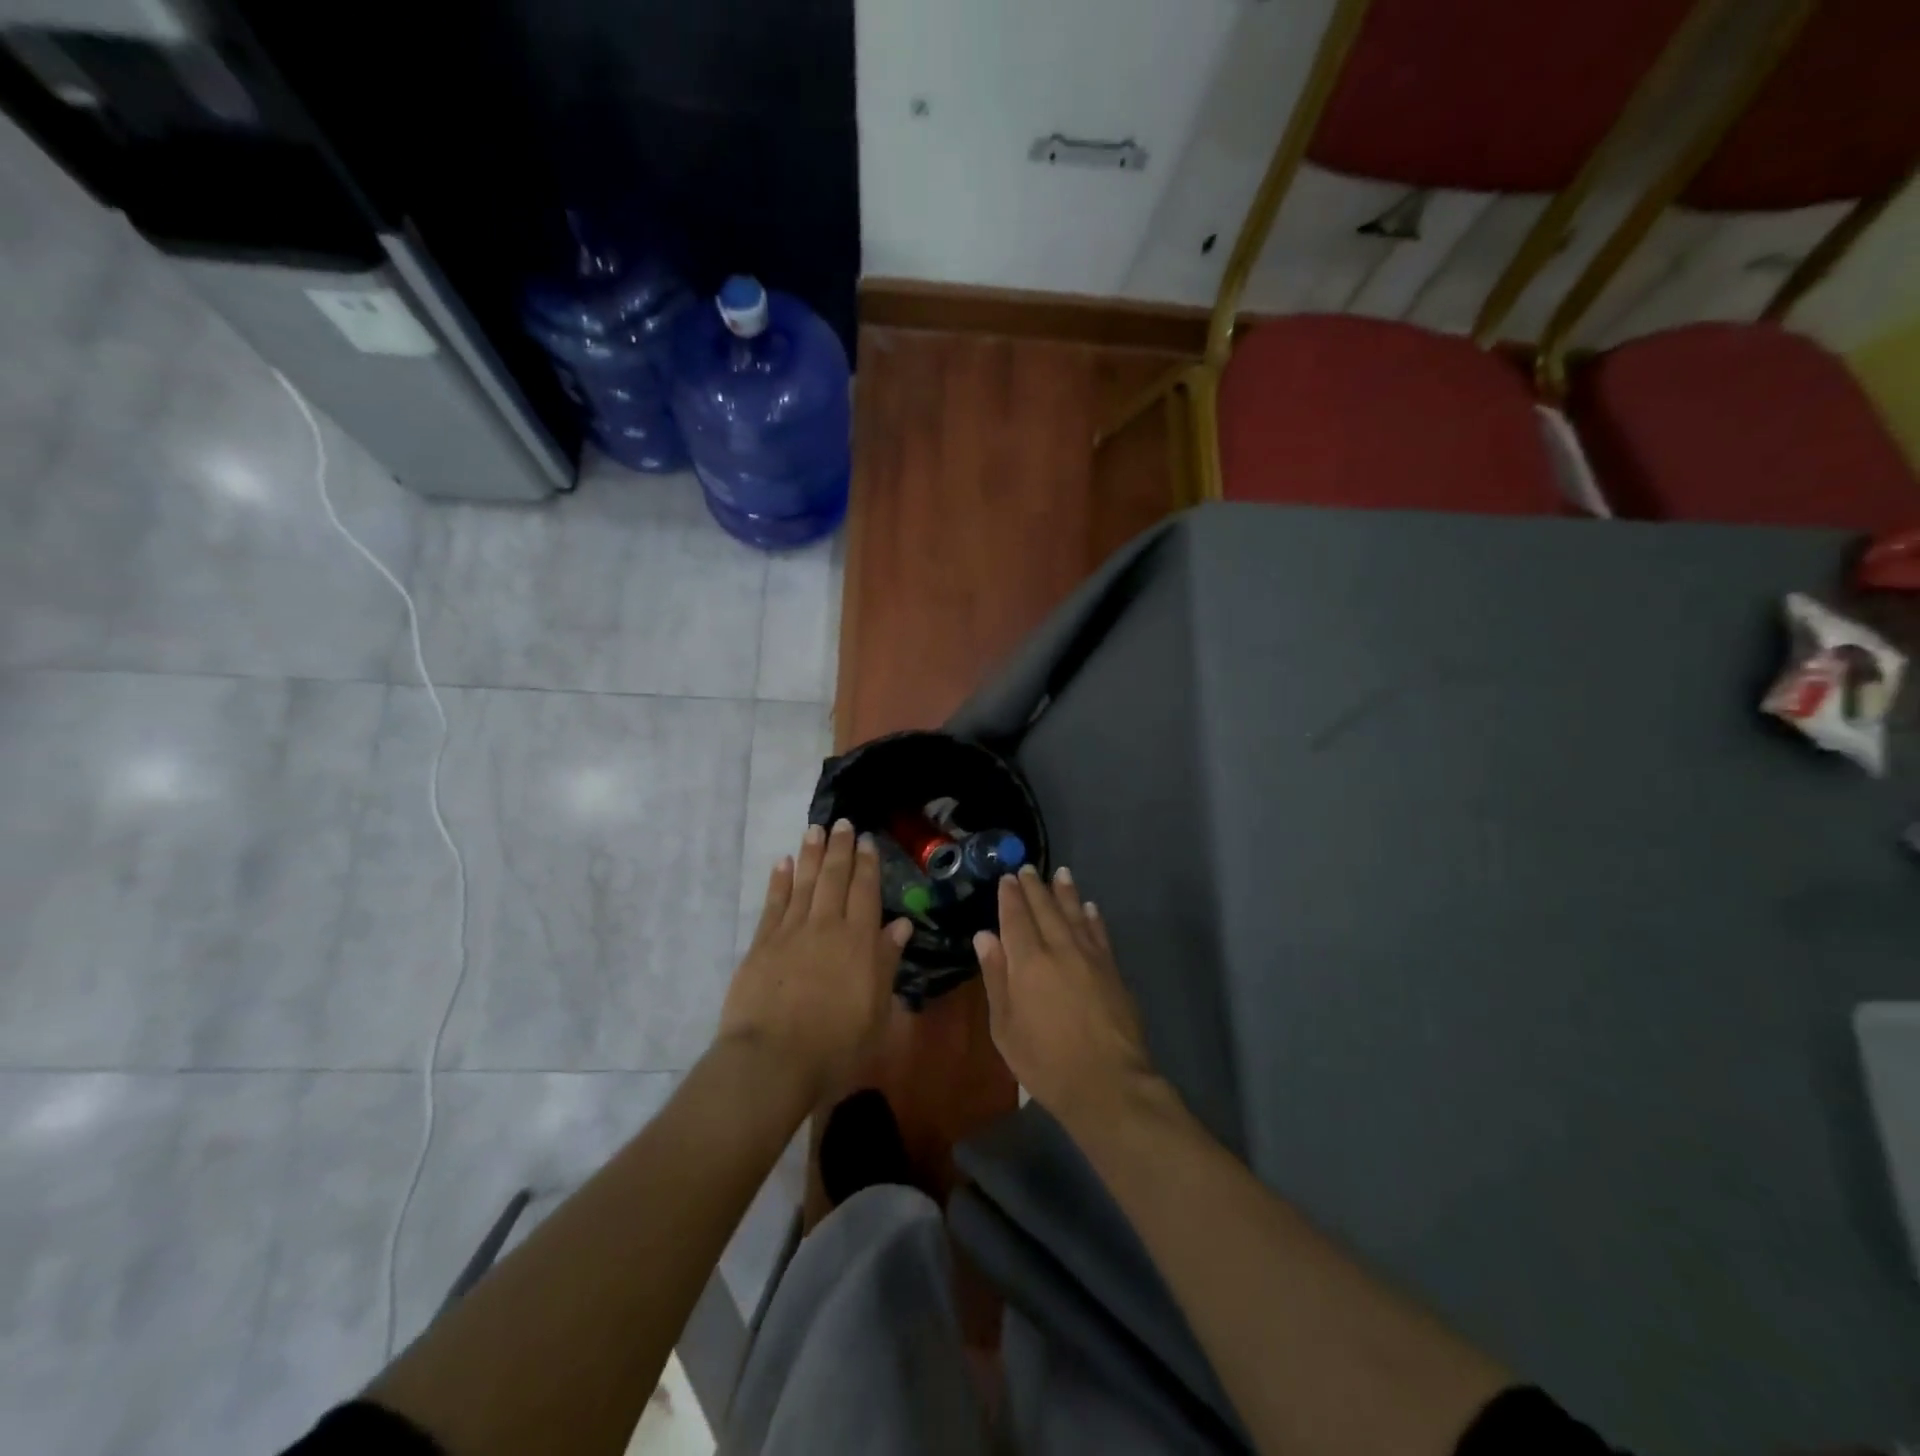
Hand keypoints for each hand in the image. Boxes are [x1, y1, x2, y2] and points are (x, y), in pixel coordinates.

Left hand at [720, 819, 912, 1103]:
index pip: (865, 891)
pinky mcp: (762, 944)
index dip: (867, 863)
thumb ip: (887, 963)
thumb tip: (901, 925)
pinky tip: (782, 863)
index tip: (867, 840)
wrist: (772, 1060)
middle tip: (841, 823)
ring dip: (810, 854)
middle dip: (839, 848)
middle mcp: (826, 926)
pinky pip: (773, 903)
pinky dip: (778, 881)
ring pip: (803, 882)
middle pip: (834, 877)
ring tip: (814, 829)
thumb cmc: (836, 1045)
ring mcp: (791, 932)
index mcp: (859, 941)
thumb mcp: (877, 1011)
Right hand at [974, 865, 1156, 1125]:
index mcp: (1028, 962)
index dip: (1010, 896)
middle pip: (1046, 909)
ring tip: (1060, 873)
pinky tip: (1089, 907)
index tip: (1007, 879)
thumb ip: (996, 977)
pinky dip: (1092, 917)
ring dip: (1065, 892)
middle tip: (1027, 869)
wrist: (1107, 1083)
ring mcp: (1090, 957)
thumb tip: (985, 936)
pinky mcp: (1112, 970)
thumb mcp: (1005, 1027)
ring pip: (1075, 914)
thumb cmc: (1045, 1062)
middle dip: (1035, 887)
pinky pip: (1099, 933)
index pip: (1016, 918)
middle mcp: (1059, 949)